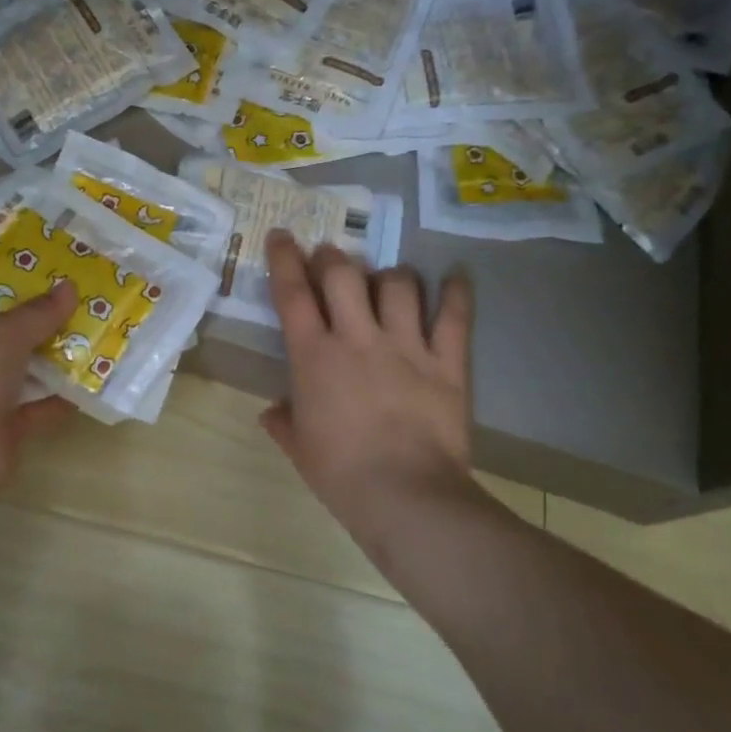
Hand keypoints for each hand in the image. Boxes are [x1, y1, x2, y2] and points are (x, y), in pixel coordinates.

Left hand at [0, 284, 78, 501]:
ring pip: (23, 366)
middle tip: (77, 287)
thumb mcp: (2, 332)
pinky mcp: (4, 425)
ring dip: (55, 351)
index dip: (2, 273)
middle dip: (38, 312)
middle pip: (2, 328)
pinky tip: (96, 374)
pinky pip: (39, 404)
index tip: (38, 257)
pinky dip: (63, 394)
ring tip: (95, 323)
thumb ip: (38, 311)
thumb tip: (69, 287)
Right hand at [261, 231, 473, 515]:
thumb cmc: (340, 474)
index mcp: (314, 356)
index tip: (281, 235)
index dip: (283, 259)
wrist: (405, 496)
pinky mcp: (446, 362)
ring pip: (399, 284)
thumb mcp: (298, 448)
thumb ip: (282, 421)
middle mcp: (358, 338)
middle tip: (331, 259)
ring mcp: (406, 346)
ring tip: (388, 280)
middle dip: (333, 257)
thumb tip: (273, 410)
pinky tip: (456, 276)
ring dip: (389, 275)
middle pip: (343, 274)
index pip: (292, 293)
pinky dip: (457, 293)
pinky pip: (454, 317)